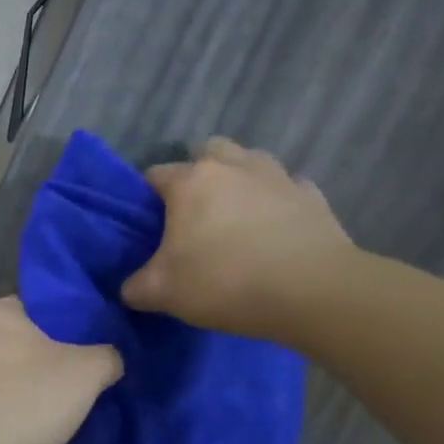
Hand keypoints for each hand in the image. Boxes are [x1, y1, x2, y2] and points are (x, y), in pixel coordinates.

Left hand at [0, 297, 121, 443]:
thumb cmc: (29, 399)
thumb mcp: (88, 372)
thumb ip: (107, 355)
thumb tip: (110, 358)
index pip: (30, 306)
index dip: (57, 323)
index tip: (78, 345)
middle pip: (10, 340)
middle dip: (34, 356)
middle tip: (67, 378)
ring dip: (12, 385)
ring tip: (43, 408)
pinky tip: (15, 429)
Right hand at [121, 136, 354, 341]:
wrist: (313, 292)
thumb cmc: (224, 281)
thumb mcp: (161, 292)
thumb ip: (136, 287)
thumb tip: (130, 288)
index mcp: (191, 182)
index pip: (155, 174)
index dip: (146, 196)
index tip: (146, 223)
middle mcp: (234, 167)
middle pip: (209, 150)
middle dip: (198, 171)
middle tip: (193, 210)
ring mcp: (278, 177)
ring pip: (252, 161)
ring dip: (240, 178)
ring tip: (235, 214)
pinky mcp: (314, 197)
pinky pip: (288, 188)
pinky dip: (277, 201)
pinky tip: (274, 227)